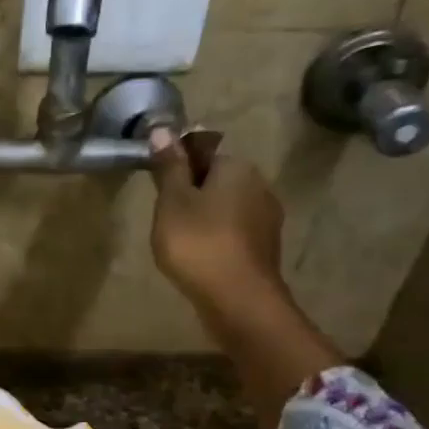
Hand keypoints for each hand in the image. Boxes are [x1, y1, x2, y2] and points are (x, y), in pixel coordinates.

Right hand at [147, 126, 286, 314]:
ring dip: (205, 220)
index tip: (161, 196)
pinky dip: (217, 240)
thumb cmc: (198, 243)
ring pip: (227, 209)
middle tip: (166, 222)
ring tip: (180, 244)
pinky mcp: (266, 248)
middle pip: (217, 182)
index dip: (178, 172)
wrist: (238, 299)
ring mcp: (268, 219)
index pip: (203, 154)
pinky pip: (235, 233)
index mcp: (237, 167)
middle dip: (193, 196)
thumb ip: (169, 167)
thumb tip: (163, 128)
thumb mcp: (172, 201)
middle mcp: (260, 185)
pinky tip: (201, 259)